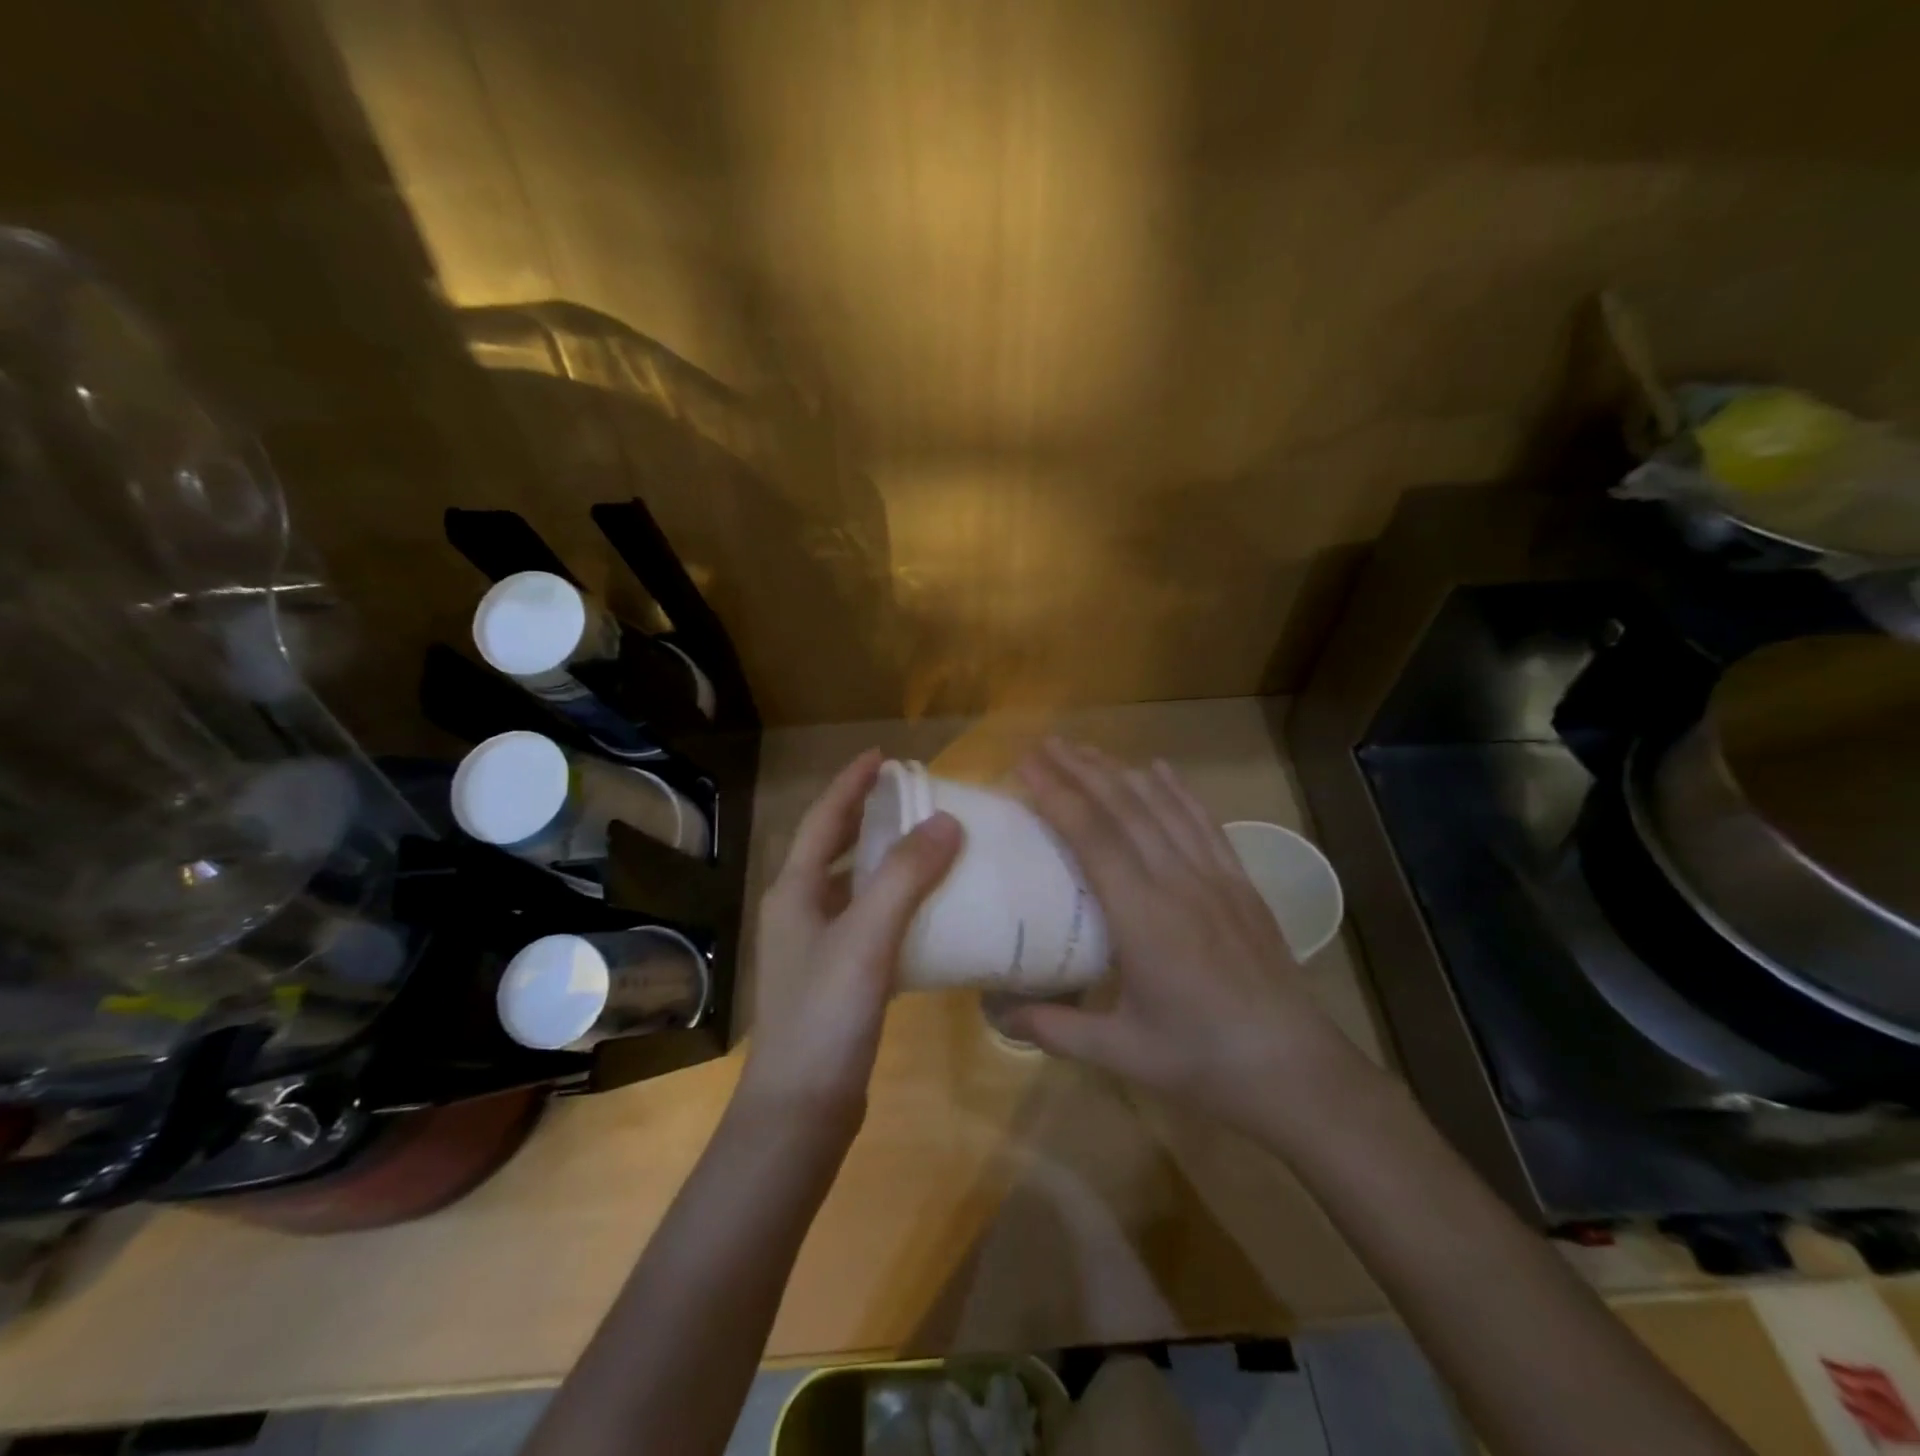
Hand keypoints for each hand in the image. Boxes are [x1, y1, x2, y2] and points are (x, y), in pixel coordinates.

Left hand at [738, 750, 961, 1128]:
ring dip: (886, 860)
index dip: (852, 784)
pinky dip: (896, 904)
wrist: (800, 1113)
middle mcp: (800, 911)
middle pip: (835, 847)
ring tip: (928, 844)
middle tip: (912, 795)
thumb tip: (946, 821)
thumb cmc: (825, 1017)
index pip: (824, 819)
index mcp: (795, 891)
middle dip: (869, 816)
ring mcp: (816, 947)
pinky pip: (870, 922)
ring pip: (854, 886)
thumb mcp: (866, 939)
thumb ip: (905, 877)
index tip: (884, 756)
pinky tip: (929, 911)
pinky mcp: (838, 977)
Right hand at [999, 740, 1372, 1137]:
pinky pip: (1204, 823)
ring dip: (1121, 772)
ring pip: (1162, 807)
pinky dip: (1177, 791)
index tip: (1027, 764)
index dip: (1058, 794)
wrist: (1295, 1070)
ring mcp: (1214, 878)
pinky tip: (1159, 770)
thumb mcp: (1120, 1052)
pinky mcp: (1240, 884)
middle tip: (1045, 743)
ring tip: (1086, 749)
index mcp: (1142, 917)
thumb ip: (1053, 1027)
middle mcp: (1177, 882)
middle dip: (1081, 769)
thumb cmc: (1202, 1061)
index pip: (1093, 837)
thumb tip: (996, 1011)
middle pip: (1124, 809)